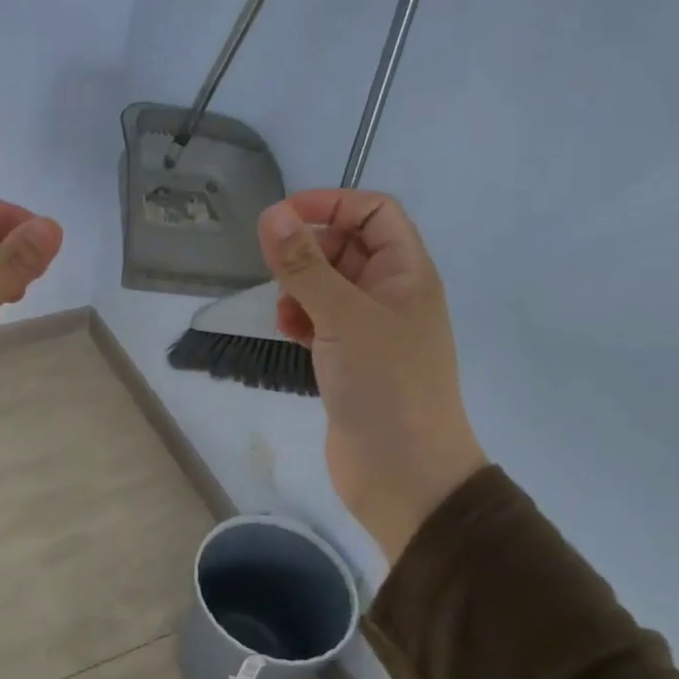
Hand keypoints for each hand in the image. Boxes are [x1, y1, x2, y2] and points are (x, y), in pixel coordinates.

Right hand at [259, 189, 486, 560]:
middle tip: (278, 273)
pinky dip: (301, 320)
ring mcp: (371, 331)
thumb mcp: (342, 316)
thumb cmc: (385, 386)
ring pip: (329, 286)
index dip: (331, 204)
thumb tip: (272, 214)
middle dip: (309, 252)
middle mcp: (392, 295)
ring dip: (300, 289)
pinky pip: (321, 321)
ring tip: (285, 313)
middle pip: (347, 247)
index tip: (282, 217)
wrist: (405, 474)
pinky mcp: (351, 361)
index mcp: (407, 273)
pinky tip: (289, 334)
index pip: (373, 213)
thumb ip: (304, 265)